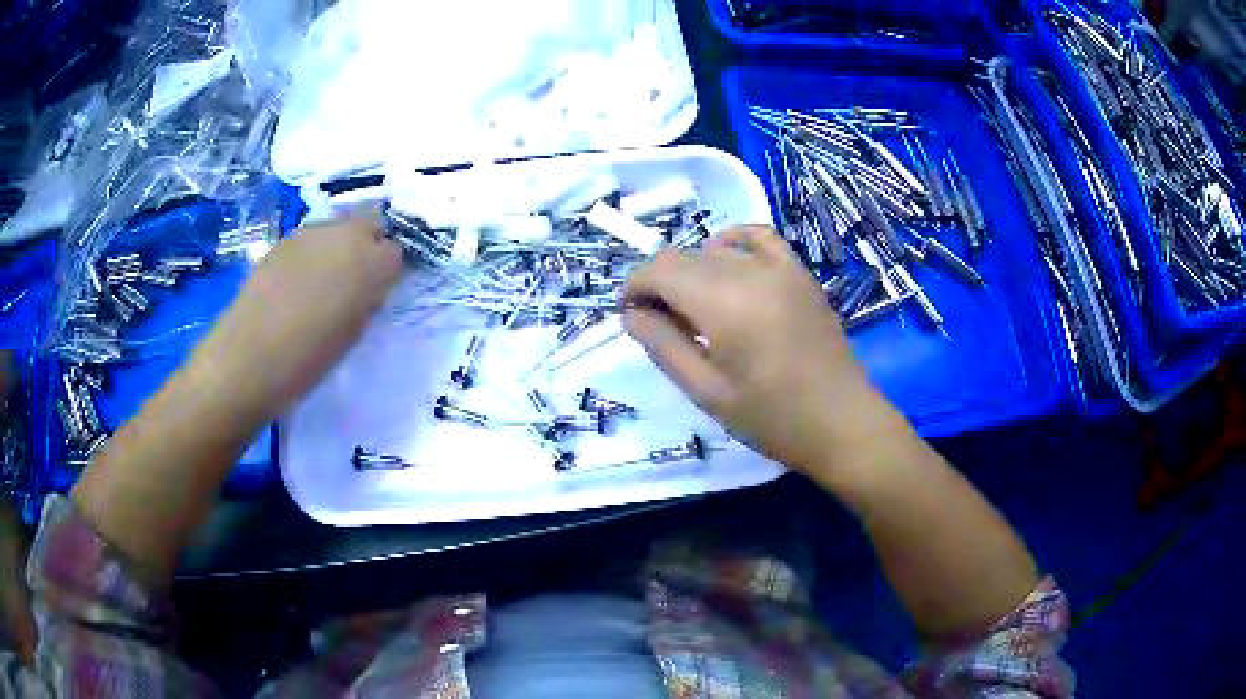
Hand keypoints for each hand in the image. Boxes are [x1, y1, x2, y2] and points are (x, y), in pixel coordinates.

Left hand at [189, 214, 403, 422]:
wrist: (250, 356)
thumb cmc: (308, 358)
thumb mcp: (354, 333)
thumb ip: (369, 301)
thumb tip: (371, 288)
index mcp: (371, 262)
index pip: (396, 252)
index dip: (389, 272)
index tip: (380, 293)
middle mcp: (345, 235)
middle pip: (371, 223)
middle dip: (370, 245)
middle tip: (357, 280)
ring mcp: (311, 233)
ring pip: (339, 227)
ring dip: (341, 246)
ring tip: (325, 281)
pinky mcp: (284, 240)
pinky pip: (311, 238)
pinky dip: (314, 253)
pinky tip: (299, 282)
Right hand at [622, 225, 896, 475]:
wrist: (842, 422)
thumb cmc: (772, 418)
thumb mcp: (706, 391)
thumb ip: (664, 346)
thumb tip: (631, 314)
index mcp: (724, 303)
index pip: (660, 269)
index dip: (635, 286)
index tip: (629, 314)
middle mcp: (750, 272)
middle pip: (684, 257)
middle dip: (659, 282)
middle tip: (657, 323)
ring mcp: (780, 268)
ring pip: (715, 249)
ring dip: (691, 270)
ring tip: (692, 307)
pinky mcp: (799, 273)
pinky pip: (759, 238)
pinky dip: (733, 243)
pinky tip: (725, 263)